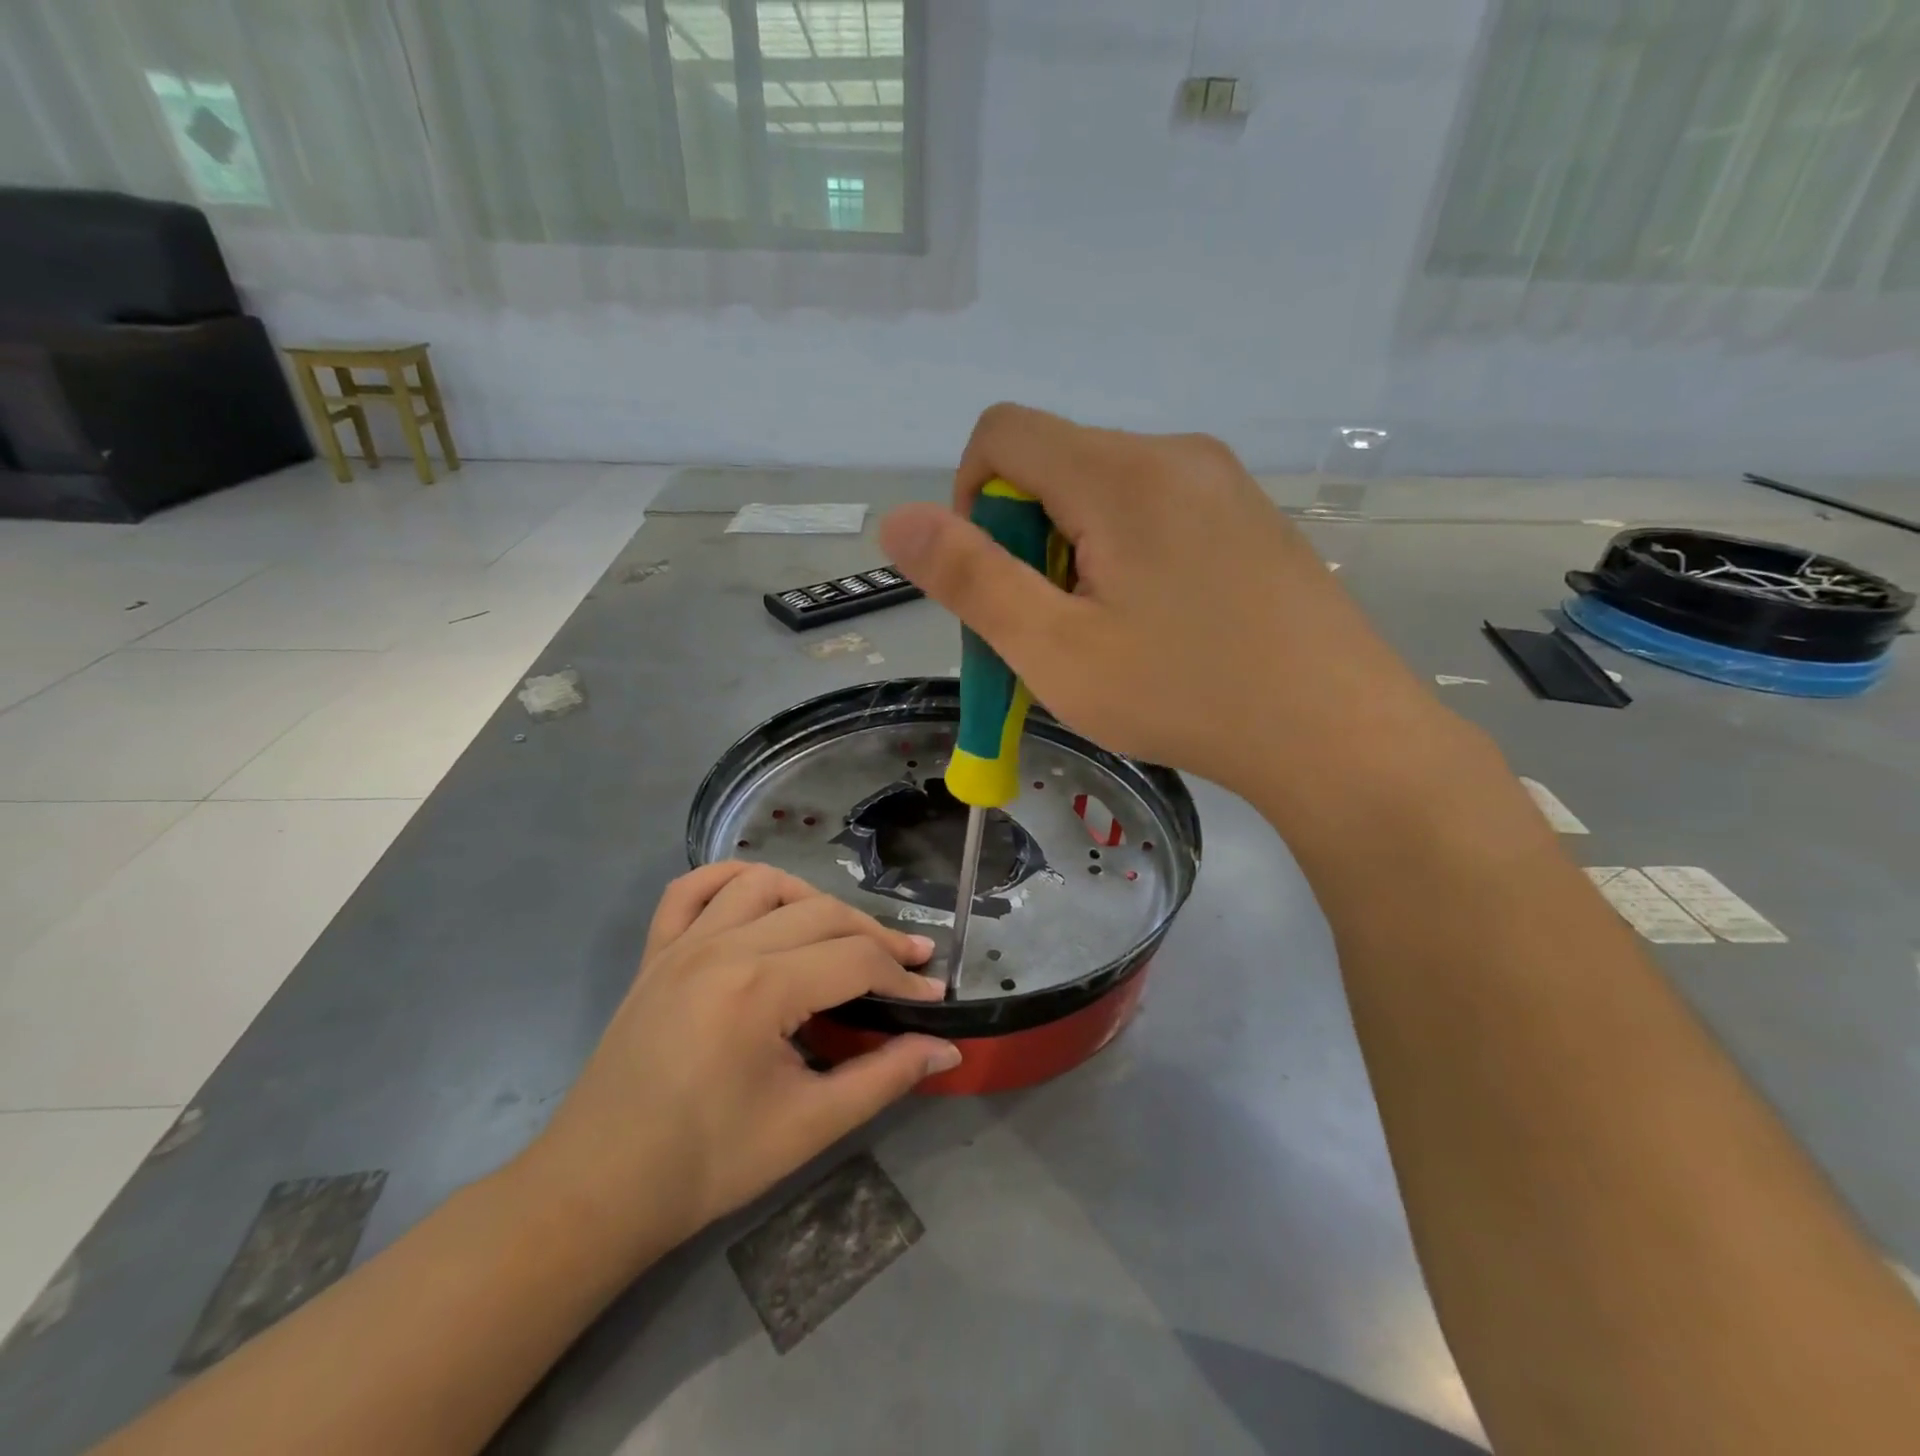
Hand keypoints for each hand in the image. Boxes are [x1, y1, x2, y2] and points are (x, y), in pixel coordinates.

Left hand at [523, 863, 959, 1265]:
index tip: (933, 998)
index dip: (903, 977)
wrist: (599, 1190)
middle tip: (909, 966)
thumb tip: (947, 1051)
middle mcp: (723, 947)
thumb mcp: (809, 1126)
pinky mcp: (655, 952)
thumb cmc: (708, 1164)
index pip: (856, 958)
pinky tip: (759, 898)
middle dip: (876, 936)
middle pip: (822, 914)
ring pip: (765, 884)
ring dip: (813, 901)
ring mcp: (683, 943)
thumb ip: (884, 1078)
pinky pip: (691, 889)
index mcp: (760, 989)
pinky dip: (732, 880)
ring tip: (840, 935)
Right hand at [879, 404, 1435, 798]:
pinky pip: (1156, 513)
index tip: (998, 582)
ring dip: (1075, 555)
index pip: (1001, 433)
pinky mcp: (1249, 516)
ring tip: (1108, 637)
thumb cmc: (1184, 695)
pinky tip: (1160, 627)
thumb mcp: (1055, 650)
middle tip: (1054, 629)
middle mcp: (1173, 454)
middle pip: (1054, 465)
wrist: (1337, 733)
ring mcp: (1221, 482)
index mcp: (1120, 473)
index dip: (970, 502)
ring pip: (1104, 493)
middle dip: (1026, 541)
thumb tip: (895, 519)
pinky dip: (1126, 558)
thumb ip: (971, 580)